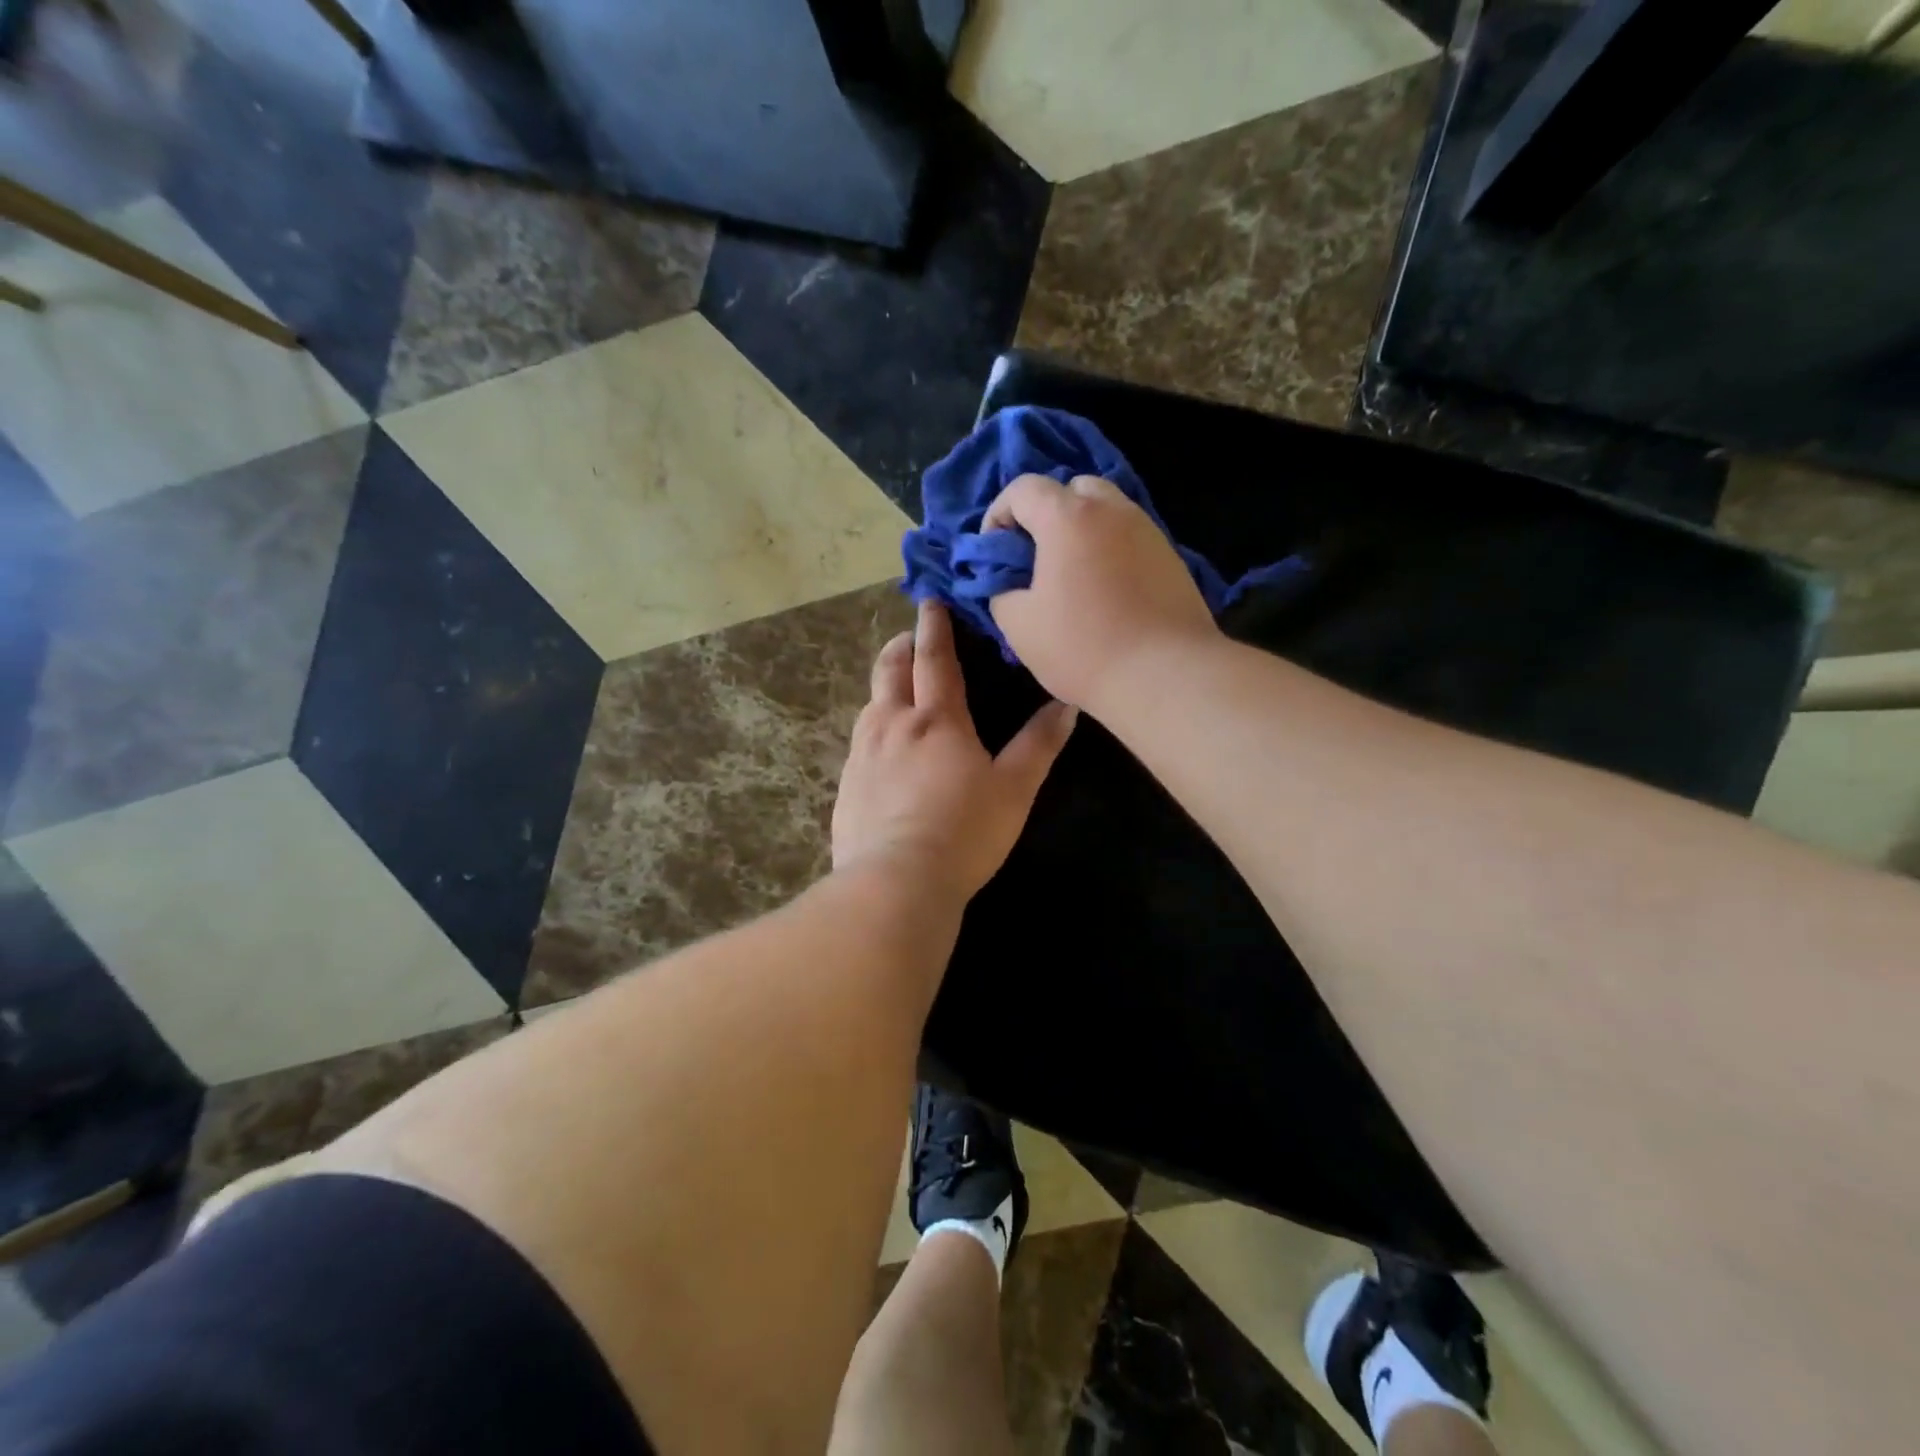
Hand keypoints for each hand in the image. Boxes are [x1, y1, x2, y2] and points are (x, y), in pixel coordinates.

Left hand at [833, 601, 1076, 902]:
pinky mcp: (845, 786)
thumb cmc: (965, 831)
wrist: (897, 881)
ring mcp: (862, 755)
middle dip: (900, 648)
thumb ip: (1040, 744)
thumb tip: (1067, 704)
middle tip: (908, 638)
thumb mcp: (1015, 789)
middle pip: (890, 671)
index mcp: (937, 719)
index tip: (931, 602)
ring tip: (895, 690)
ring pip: (869, 705)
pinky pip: (858, 744)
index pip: (935, 659)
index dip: (935, 627)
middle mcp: (893, 725)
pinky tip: (879, 750)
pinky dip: (872, 730)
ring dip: (883, 687)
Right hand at [984, 474, 1220, 711]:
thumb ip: (1001, 591)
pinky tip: (1105, 592)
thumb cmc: (1083, 647)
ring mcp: (1148, 530)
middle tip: (1036, 558)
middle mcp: (1112, 509)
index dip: (998, 515)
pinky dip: (1109, 551)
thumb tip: (1009, 582)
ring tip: (1071, 577)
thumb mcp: (1019, 625)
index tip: (995, 553)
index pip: (1023, 489)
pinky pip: (1129, 538)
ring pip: (1106, 511)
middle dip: (1045, 515)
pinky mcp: (1171, 557)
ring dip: (1081, 532)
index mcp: (1068, 517)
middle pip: (1071, 489)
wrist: (1165, 675)